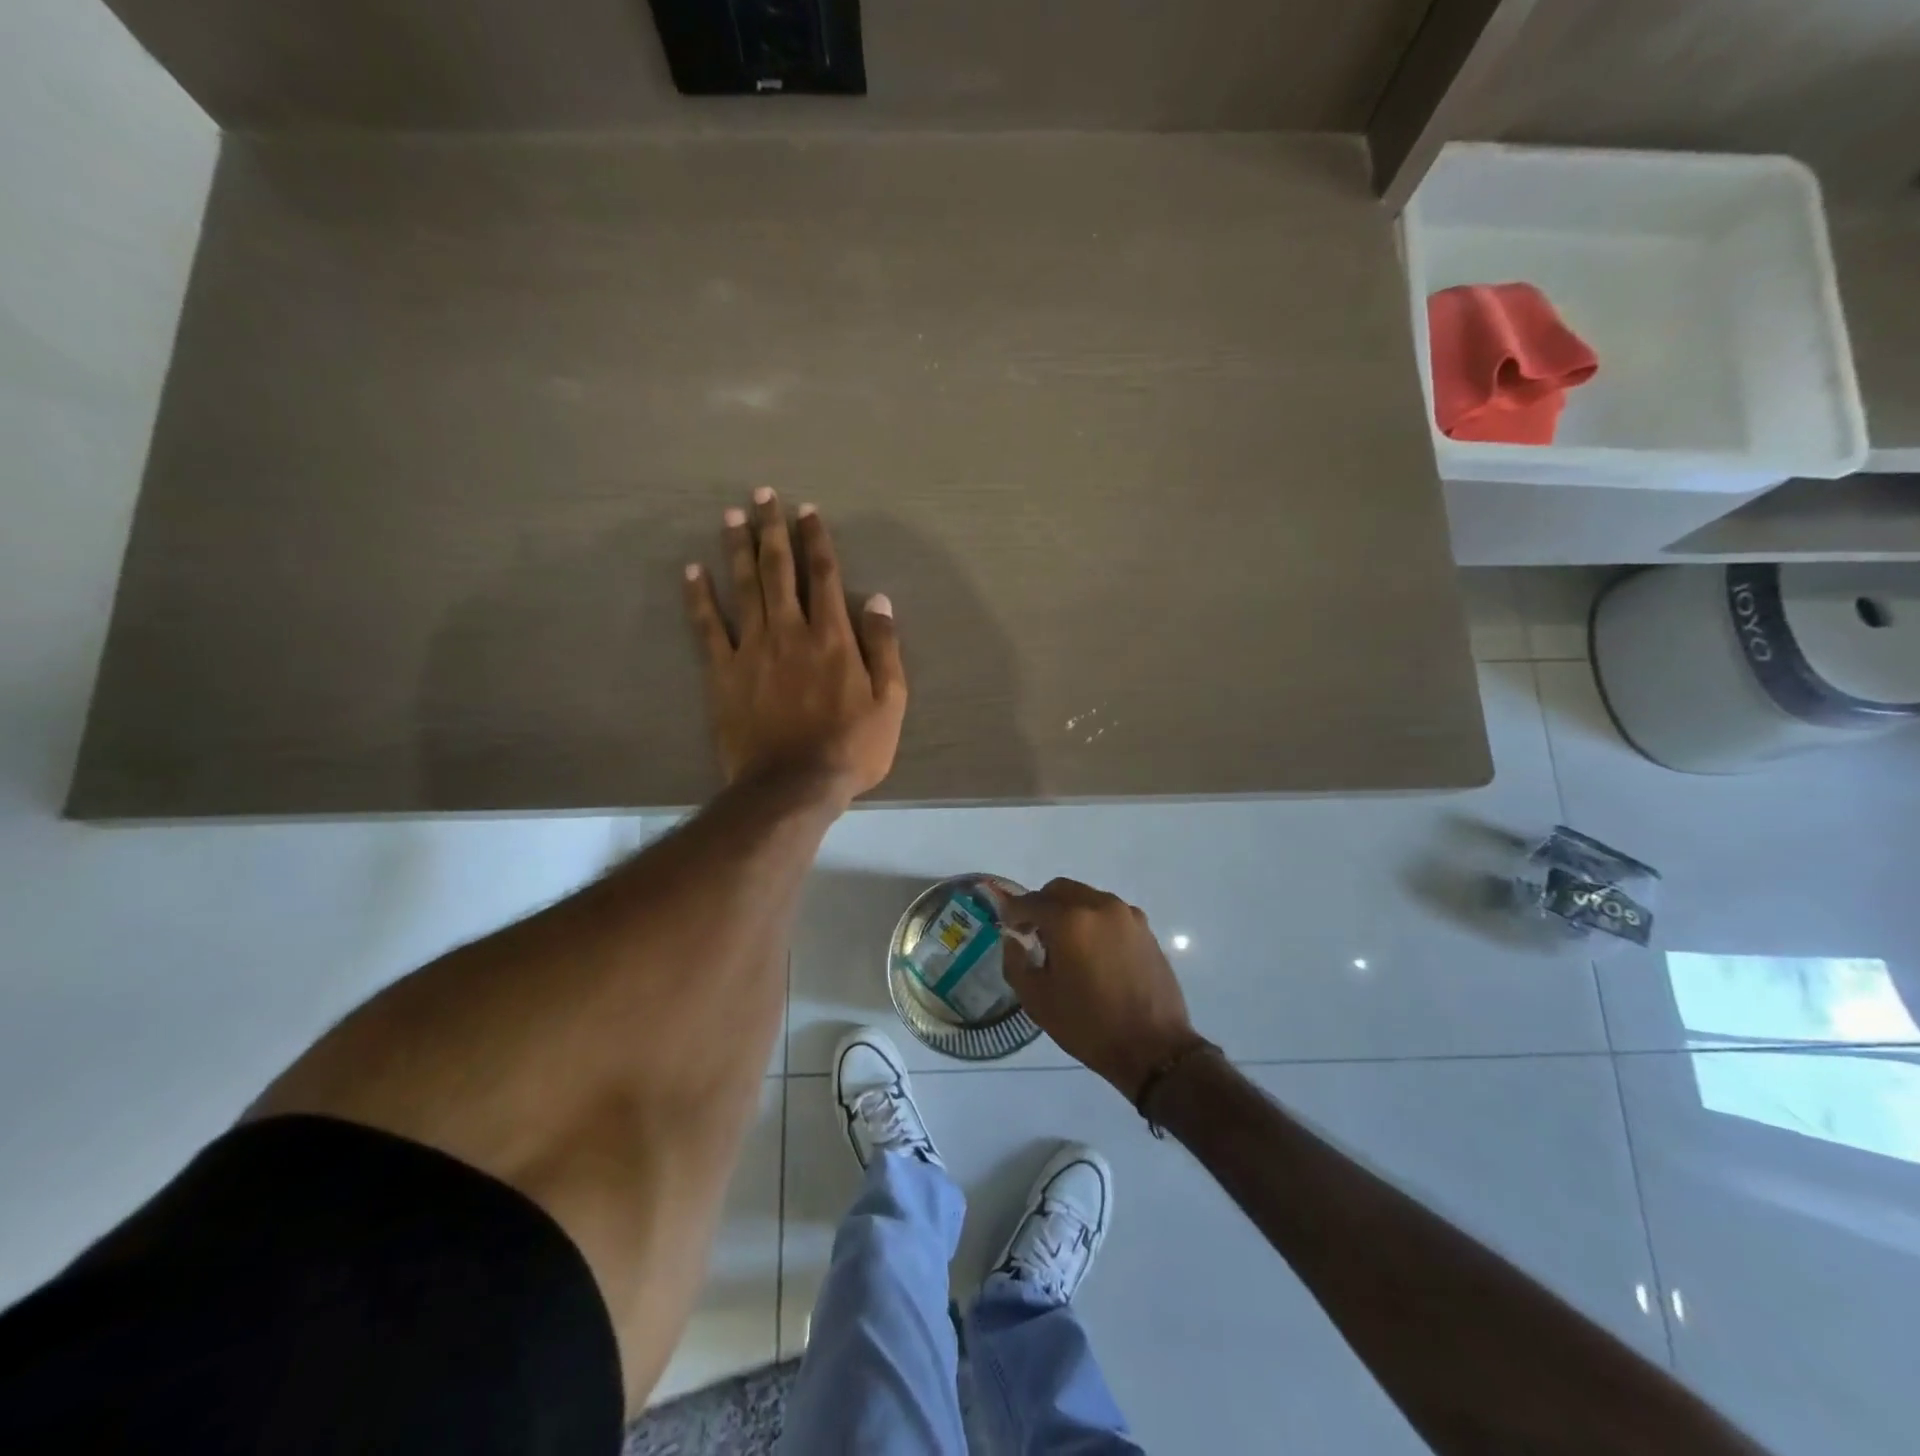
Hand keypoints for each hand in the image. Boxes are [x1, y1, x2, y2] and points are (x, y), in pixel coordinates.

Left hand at [684, 490, 906, 803]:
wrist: (793, 786)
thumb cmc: (850, 748)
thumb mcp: (890, 702)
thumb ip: (884, 648)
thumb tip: (878, 600)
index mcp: (832, 637)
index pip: (823, 575)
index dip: (816, 539)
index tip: (807, 510)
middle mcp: (790, 631)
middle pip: (779, 570)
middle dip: (772, 529)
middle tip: (762, 494)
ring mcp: (752, 650)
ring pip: (744, 587)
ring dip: (737, 548)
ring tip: (731, 515)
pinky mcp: (723, 673)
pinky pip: (707, 627)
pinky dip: (699, 597)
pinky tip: (692, 571)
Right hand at [990, 878, 1210, 1099]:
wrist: (1154, 1049)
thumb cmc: (1089, 1025)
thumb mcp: (1037, 999)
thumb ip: (1015, 960)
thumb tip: (1013, 938)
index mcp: (1070, 920)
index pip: (1031, 901)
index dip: (1013, 912)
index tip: (1008, 927)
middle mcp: (1100, 905)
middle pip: (1060, 890)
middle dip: (1042, 906)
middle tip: (1035, 934)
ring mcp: (1127, 915)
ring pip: (1087, 898)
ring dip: (1069, 912)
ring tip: (1067, 947)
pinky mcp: (1145, 928)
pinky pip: (1109, 913)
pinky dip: (1094, 922)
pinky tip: (1094, 954)